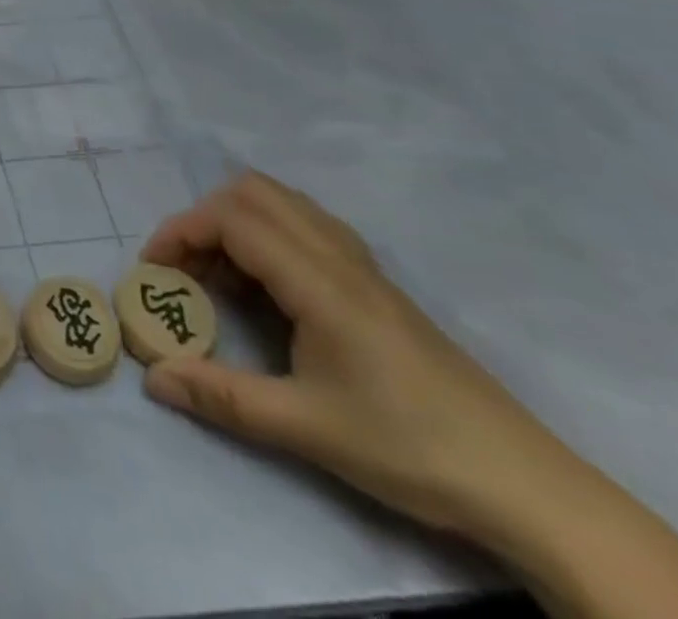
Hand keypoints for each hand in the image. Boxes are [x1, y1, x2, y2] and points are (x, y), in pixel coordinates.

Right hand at [139, 173, 593, 544]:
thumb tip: (152, 379)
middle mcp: (338, 256)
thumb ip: (223, 396)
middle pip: (253, 192)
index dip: (182, 231)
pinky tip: (267, 286)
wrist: (525, 485)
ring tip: (219, 275)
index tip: (155, 270)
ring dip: (236, 221)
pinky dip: (267, 234)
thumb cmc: (410, 448)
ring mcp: (362, 266)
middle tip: (185, 267)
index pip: (233, 219)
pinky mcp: (375, 284)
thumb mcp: (306, 428)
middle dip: (203, 217)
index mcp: (319, 281)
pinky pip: (306, 226)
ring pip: (283, 203)